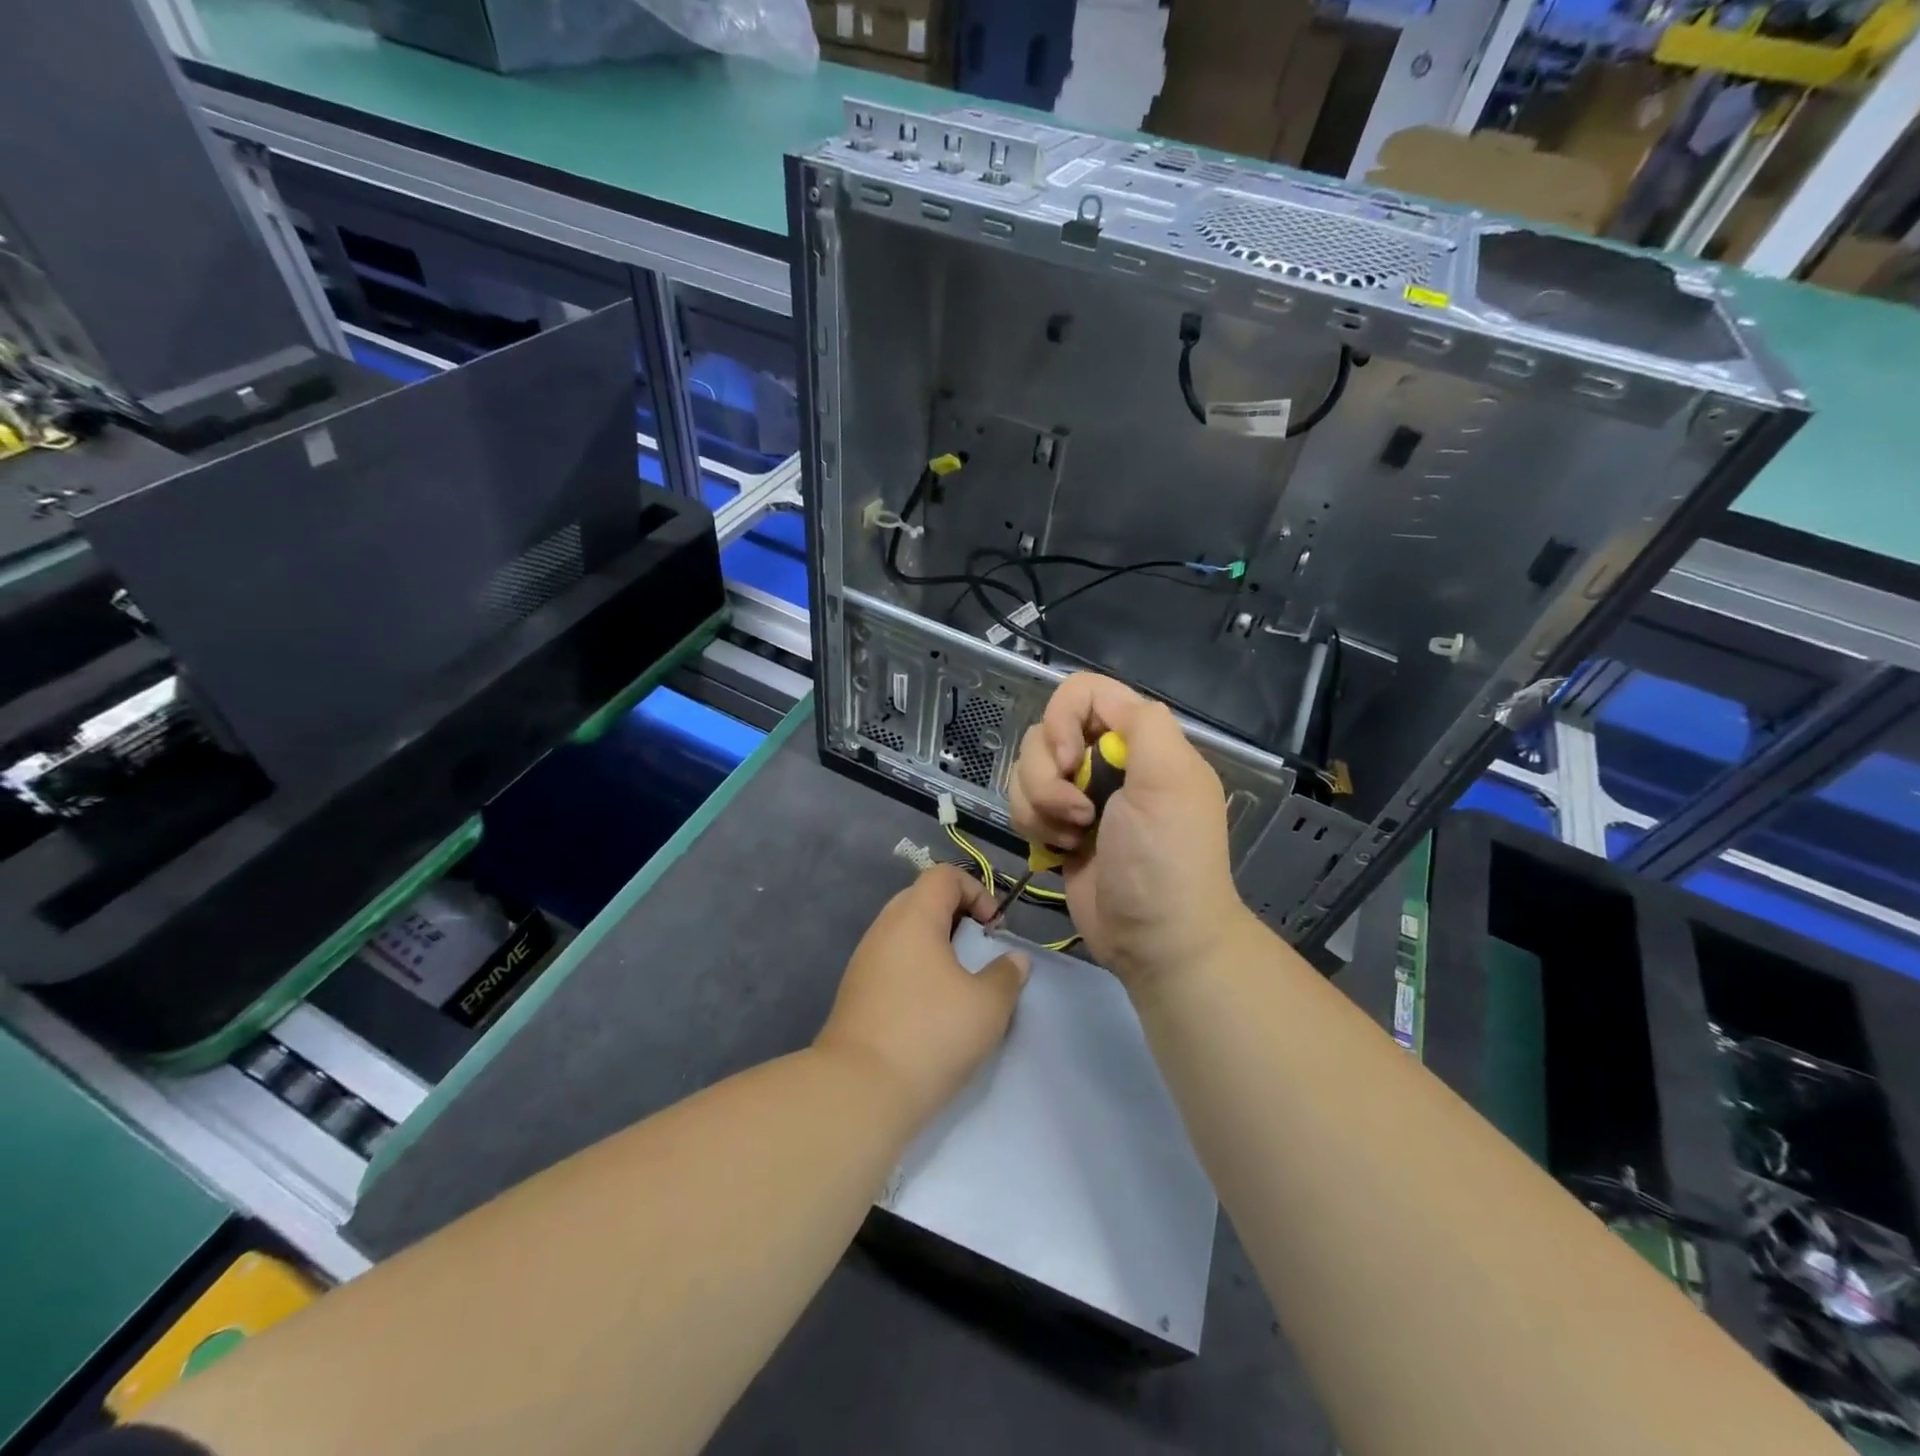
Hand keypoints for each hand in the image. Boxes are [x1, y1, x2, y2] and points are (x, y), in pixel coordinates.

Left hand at [814, 865, 1029, 1127]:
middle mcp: (883, 929)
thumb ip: (1007, 974)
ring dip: (937, 946)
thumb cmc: (931, 1034)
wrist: (860, 1091)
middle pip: (922, 899)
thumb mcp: (988, 1005)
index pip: (944, 875)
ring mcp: (864, 961)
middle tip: (979, 950)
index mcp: (913, 917)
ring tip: (960, 982)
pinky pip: (892, 961)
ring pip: (906, 933)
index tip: (994, 929)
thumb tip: (1014, 959)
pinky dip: (917, 969)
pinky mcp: (856, 992)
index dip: (976, 890)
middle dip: (957, 917)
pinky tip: (932, 1007)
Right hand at [1009, 673, 1252, 990]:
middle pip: (1044, 734)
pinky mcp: (1057, 827)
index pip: (1083, 693)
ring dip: (1039, 807)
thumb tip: (1101, 711)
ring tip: (1073, 839)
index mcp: (1139, 741)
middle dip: (1048, 777)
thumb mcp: (1170, 780)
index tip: (1071, 761)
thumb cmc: (1165, 860)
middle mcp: (1107, 760)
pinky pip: (1021, 804)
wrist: (1156, 940)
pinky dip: (1033, 826)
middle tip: (1080, 814)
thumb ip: (1143, 723)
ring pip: (1025, 771)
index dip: (1063, 719)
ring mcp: (1079, 795)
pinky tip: (1061, 851)